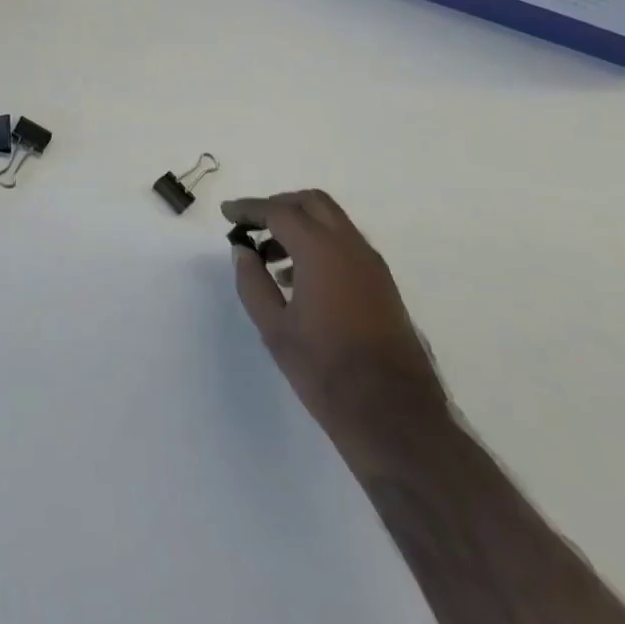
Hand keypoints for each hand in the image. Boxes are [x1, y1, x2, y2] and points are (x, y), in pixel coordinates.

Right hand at [223, 191, 446, 451]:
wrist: (396, 420)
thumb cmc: (326, 372)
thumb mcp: (275, 329)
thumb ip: (253, 283)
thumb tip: (243, 251)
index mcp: (321, 251)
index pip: (279, 211)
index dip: (250, 208)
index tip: (227, 212)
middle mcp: (351, 247)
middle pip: (311, 203)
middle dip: (278, 206)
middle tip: (252, 224)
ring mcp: (372, 266)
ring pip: (332, 222)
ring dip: (300, 225)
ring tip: (270, 256)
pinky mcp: (383, 286)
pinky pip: (346, 245)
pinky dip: (320, 244)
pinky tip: (299, 278)